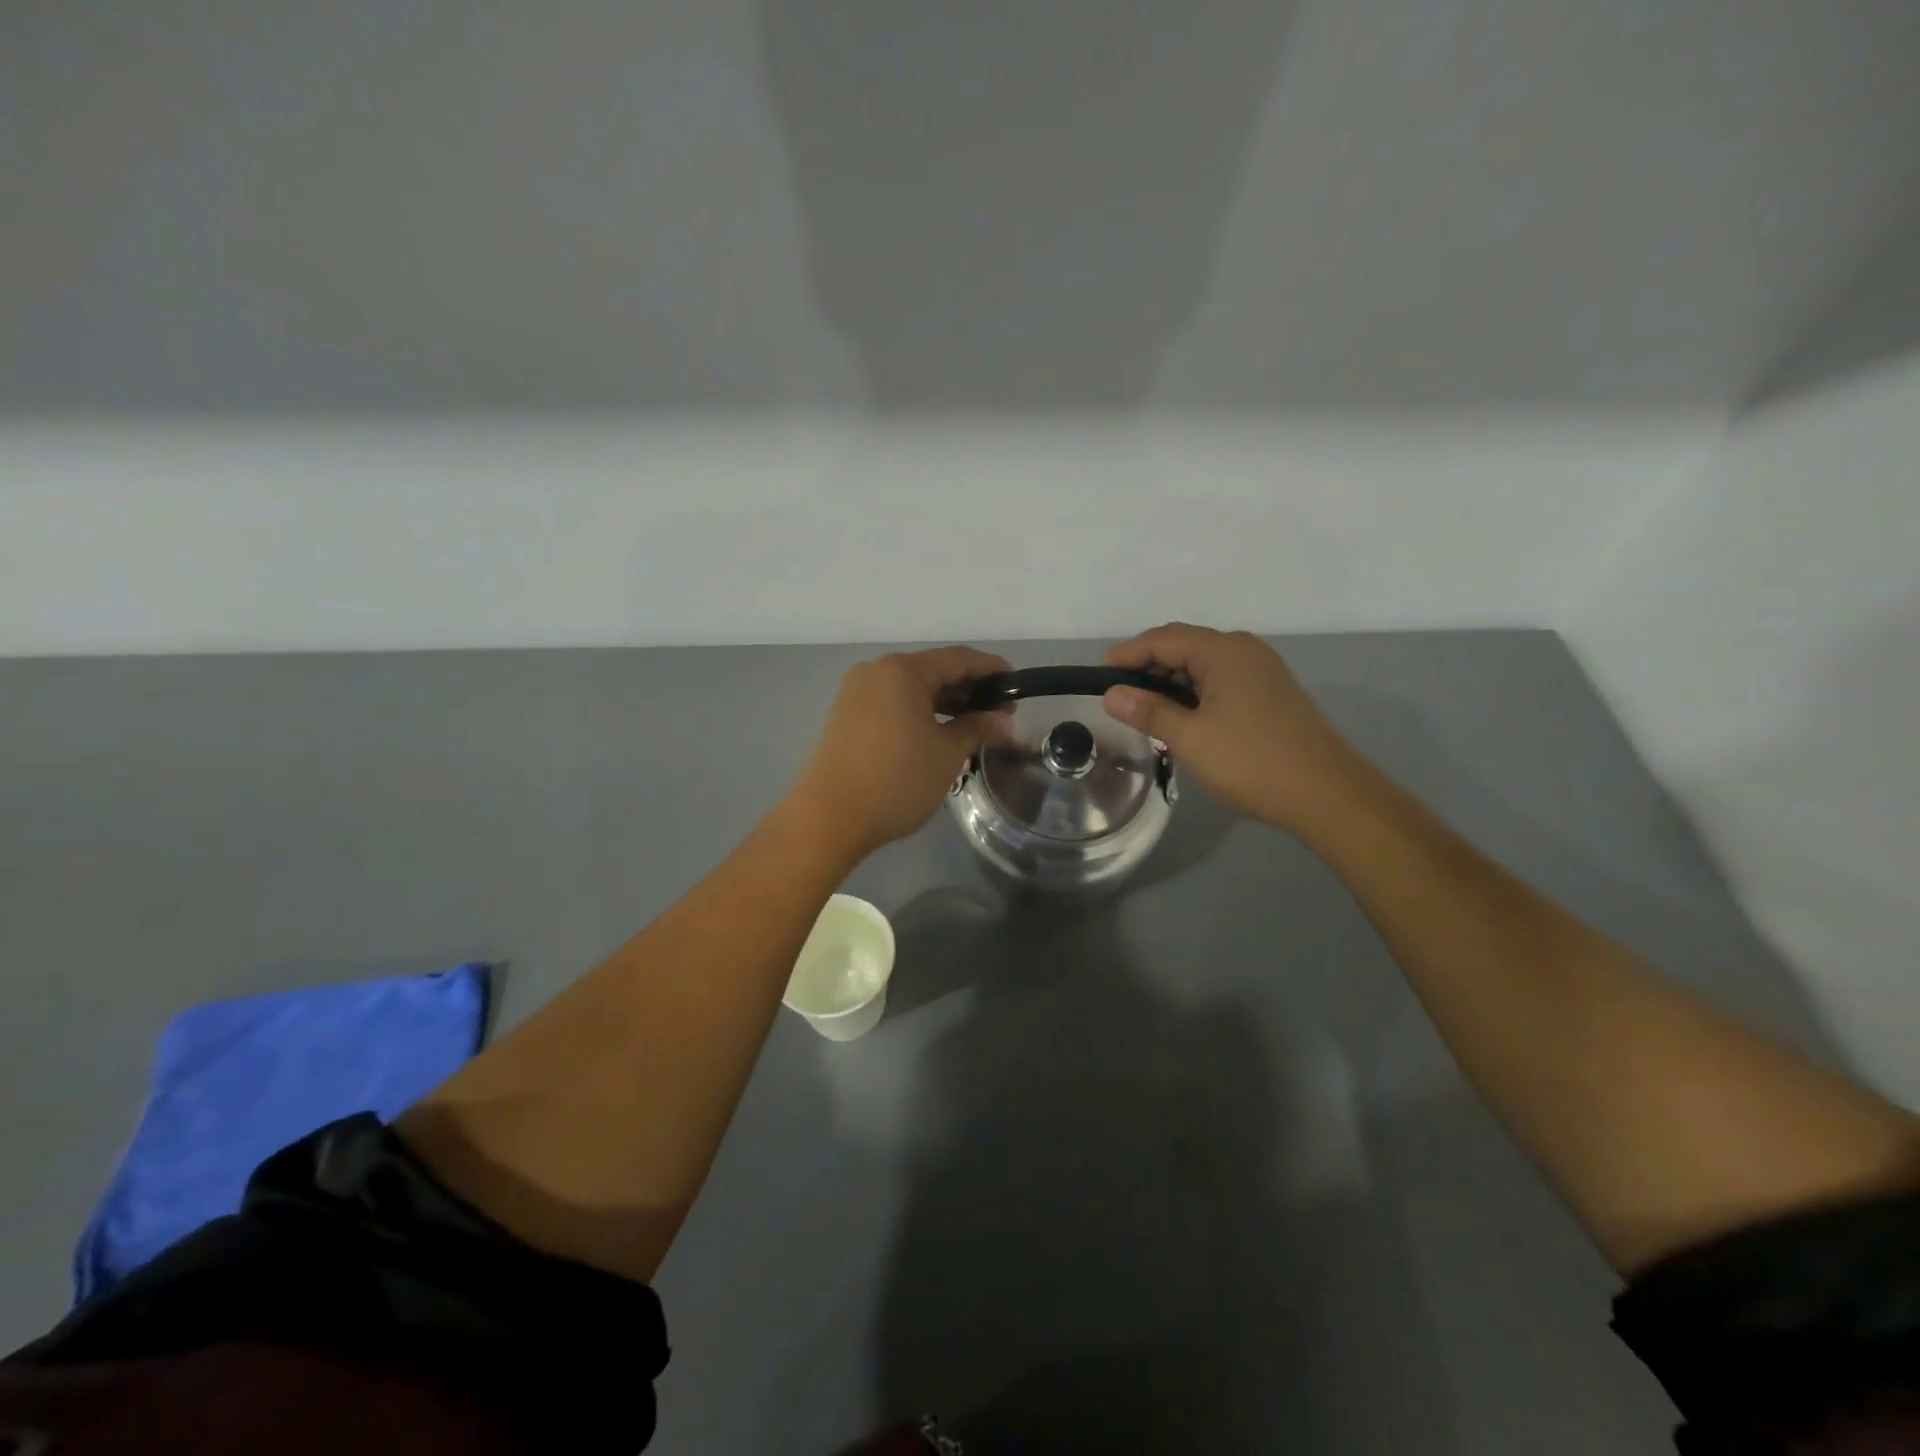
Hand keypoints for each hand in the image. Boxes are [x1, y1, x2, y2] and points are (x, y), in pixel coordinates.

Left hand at [792, 647, 1011, 860]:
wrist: (830, 817)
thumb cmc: (896, 780)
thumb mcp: (947, 754)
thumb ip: (977, 728)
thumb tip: (1003, 720)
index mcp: (902, 670)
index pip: (958, 659)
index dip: (991, 669)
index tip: (1016, 685)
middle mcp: (876, 672)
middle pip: (933, 671)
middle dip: (969, 689)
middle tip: (1000, 713)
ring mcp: (856, 693)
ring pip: (912, 689)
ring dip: (945, 703)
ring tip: (975, 726)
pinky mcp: (847, 716)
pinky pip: (893, 703)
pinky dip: (920, 713)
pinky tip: (939, 732)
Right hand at [1103, 624, 1364, 836]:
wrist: (1327, 795)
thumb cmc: (1252, 762)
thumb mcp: (1190, 738)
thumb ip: (1148, 711)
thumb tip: (1111, 693)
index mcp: (1224, 651)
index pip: (1163, 638)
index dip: (1127, 654)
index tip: (1098, 677)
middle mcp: (1244, 651)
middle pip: (1184, 646)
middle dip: (1147, 667)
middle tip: (1118, 697)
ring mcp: (1261, 671)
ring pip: (1202, 666)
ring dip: (1170, 683)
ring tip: (1144, 711)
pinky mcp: (1270, 693)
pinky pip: (1221, 681)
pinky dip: (1194, 693)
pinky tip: (1181, 719)